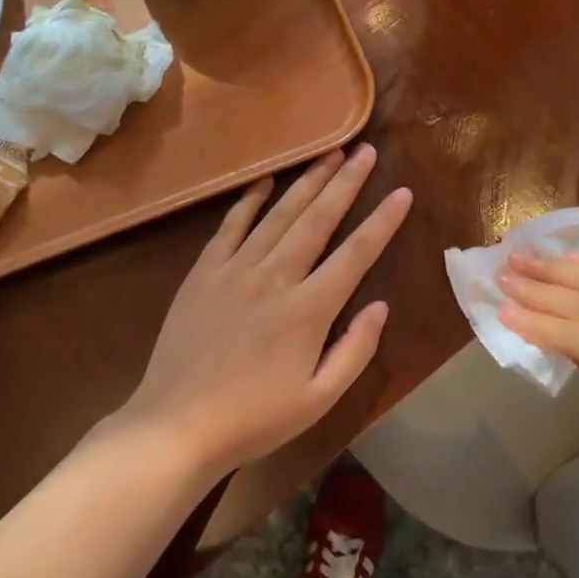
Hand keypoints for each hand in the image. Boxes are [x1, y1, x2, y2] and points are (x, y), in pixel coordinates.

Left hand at [119, 143, 411, 478]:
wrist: (175, 426)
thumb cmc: (254, 418)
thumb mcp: (319, 399)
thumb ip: (355, 350)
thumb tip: (380, 305)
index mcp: (309, 310)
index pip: (356, 253)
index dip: (383, 221)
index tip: (402, 192)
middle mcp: (275, 278)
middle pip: (318, 219)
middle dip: (346, 182)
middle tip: (367, 151)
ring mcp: (235, 270)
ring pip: (279, 214)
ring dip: (307, 181)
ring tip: (330, 152)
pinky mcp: (204, 273)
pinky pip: (230, 226)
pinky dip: (249, 201)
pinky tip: (265, 180)